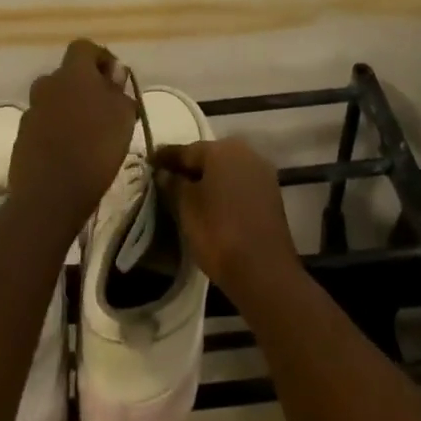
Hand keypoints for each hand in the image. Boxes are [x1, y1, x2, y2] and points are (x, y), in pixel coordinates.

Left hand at [10, 40, 137, 229]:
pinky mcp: (21, 138)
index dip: (101, 59)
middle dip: (85, 87)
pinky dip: (56, 132)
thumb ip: (119, 91)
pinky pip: (43, 125)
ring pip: (54, 101)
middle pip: (67, 76)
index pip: (84, 48)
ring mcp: (31, 111)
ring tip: (89, 136)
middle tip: (104, 110)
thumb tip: (114, 76)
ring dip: (69, 110)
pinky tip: (70, 154)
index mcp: (72, 72)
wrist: (50, 195)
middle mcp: (47, 84)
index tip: (116, 80)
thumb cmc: (95, 148)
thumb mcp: (123, 116)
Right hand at [155, 137, 300, 300]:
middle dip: (189, 167)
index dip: (166, 157)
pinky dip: (225, 191)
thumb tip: (164, 172)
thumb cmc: (218, 232)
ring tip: (188, 194)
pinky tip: (213, 204)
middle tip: (168, 178)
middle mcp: (245, 152)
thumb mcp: (186, 208)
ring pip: (226, 171)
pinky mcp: (271, 194)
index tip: (150, 162)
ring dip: (208, 179)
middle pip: (209, 157)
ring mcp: (261, 173)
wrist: (264, 272)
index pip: (186, 150)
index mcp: (222, 149)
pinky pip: (239, 185)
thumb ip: (173, 184)